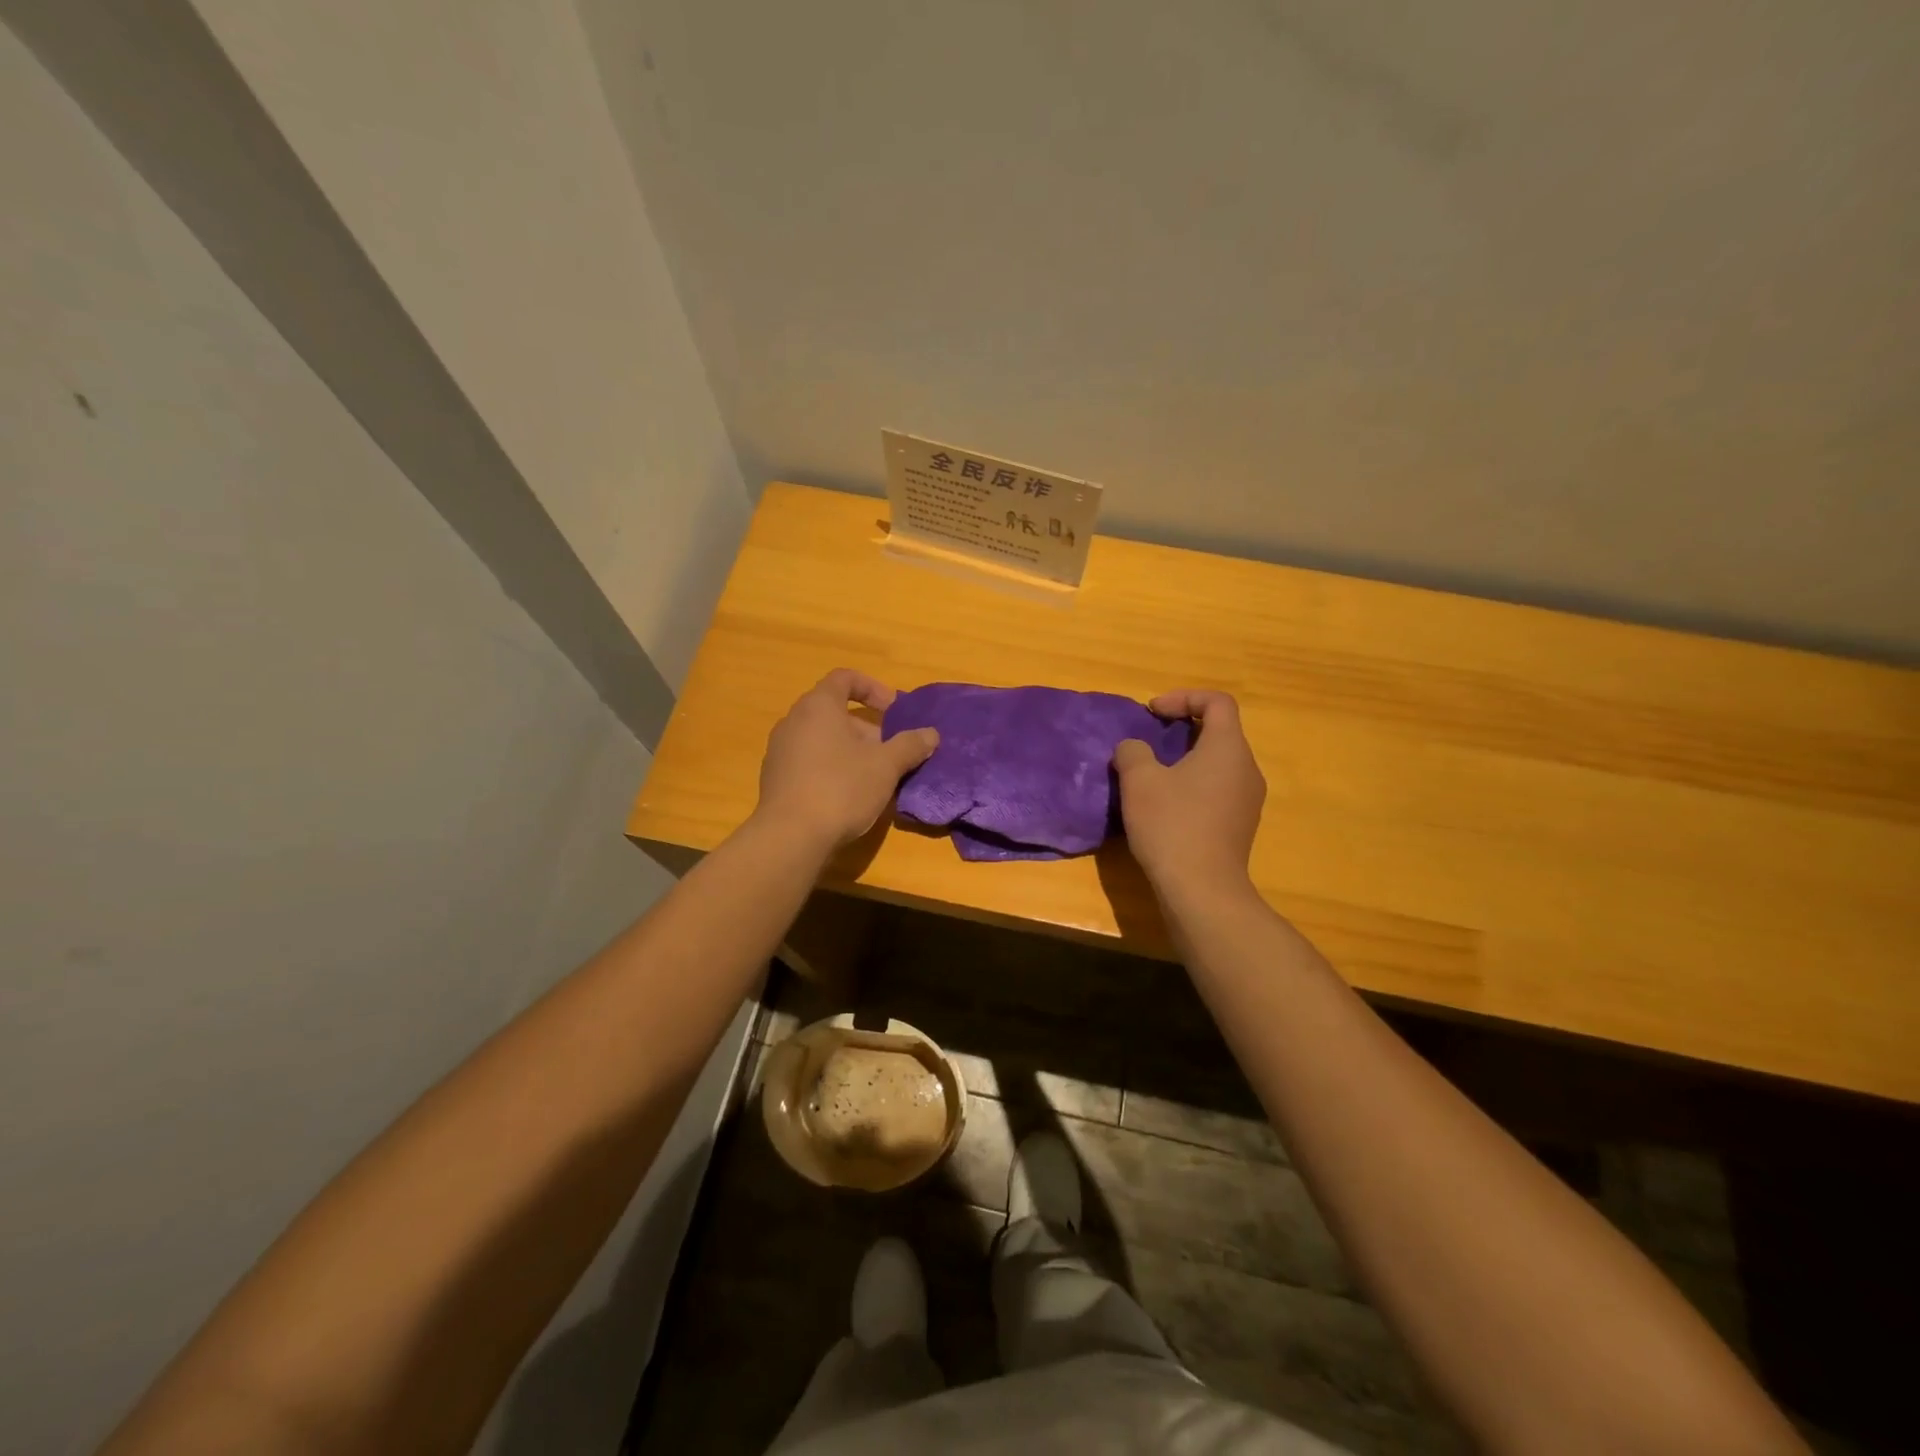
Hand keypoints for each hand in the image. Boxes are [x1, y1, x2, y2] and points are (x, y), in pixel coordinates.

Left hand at [754, 669, 938, 848]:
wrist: (790, 837)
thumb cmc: (841, 788)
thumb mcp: (886, 766)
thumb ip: (910, 745)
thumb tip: (930, 734)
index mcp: (818, 706)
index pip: (845, 678)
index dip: (873, 688)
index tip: (894, 710)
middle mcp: (793, 721)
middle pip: (834, 712)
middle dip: (867, 729)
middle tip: (890, 753)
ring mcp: (780, 750)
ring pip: (822, 739)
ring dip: (850, 751)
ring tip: (873, 777)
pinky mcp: (775, 779)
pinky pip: (808, 761)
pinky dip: (830, 768)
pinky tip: (847, 796)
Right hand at [1113, 690, 1265, 902]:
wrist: (1202, 889)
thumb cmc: (1171, 824)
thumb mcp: (1139, 780)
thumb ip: (1133, 751)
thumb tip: (1134, 749)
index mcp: (1228, 748)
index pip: (1218, 702)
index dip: (1184, 697)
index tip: (1153, 713)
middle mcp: (1247, 769)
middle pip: (1220, 732)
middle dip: (1183, 729)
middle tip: (1150, 742)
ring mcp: (1248, 800)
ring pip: (1219, 763)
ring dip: (1187, 760)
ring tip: (1153, 776)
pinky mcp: (1240, 826)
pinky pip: (1218, 790)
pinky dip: (1194, 785)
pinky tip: (1167, 808)